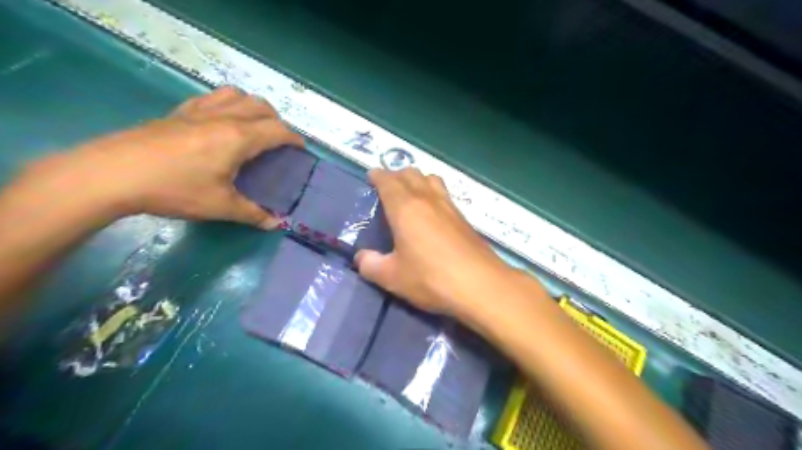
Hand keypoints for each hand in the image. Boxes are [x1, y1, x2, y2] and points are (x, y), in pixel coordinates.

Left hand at [26, 87, 303, 228]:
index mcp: (239, 137)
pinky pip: (211, 97)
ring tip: (253, 126)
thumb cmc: (175, 189)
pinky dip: (226, 104)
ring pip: (236, 95)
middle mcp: (223, 117)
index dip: (294, 139)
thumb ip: (253, 214)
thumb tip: (276, 224)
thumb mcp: (220, 206)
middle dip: (277, 121)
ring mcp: (198, 111)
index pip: (278, 130)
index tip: (301, 151)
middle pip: (261, 107)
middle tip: (277, 142)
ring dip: (252, 106)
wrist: (112, 174)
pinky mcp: (178, 112)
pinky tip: (220, 122)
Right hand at [354, 167, 509, 316]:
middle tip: (386, 188)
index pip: (388, 181)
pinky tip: (432, 211)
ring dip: (416, 179)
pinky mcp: (463, 217)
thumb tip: (361, 258)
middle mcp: (427, 199)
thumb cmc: (431, 278)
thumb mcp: (392, 277)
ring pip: (430, 178)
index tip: (371, 176)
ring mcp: (448, 206)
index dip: (378, 176)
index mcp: (405, 208)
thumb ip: (371, 265)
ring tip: (409, 194)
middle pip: (410, 173)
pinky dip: (432, 191)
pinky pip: (443, 192)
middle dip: (395, 175)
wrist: (480, 285)